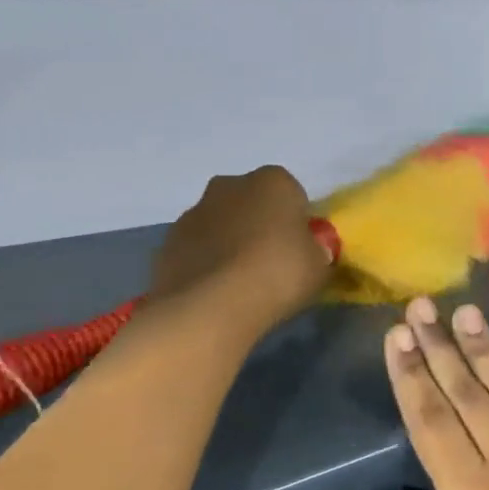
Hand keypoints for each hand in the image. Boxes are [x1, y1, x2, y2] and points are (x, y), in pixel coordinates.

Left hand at [148, 167, 329, 333]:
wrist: (211, 307)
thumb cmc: (279, 274)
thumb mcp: (321, 264)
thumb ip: (317, 249)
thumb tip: (311, 249)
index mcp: (273, 181)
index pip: (292, 193)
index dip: (297, 220)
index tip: (300, 247)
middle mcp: (229, 186)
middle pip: (251, 202)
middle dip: (260, 223)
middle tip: (272, 261)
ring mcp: (193, 213)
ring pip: (221, 223)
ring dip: (230, 242)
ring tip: (242, 282)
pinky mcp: (167, 243)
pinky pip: (197, 248)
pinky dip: (207, 262)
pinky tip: (217, 291)